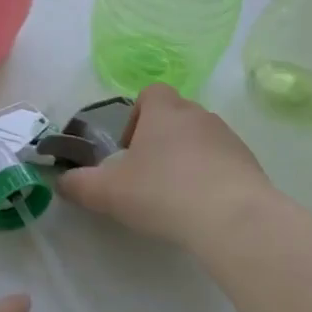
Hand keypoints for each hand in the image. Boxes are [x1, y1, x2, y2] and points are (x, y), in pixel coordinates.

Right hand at [57, 83, 270, 244]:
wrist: (232, 218)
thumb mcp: (109, 192)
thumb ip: (80, 185)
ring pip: (200, 139)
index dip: (136, 116)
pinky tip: (202, 208)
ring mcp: (228, 138)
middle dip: (160, 141)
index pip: (151, 93)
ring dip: (187, 159)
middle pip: (175, 116)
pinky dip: (211, 177)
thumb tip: (62, 181)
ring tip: (176, 196)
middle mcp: (198, 115)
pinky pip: (223, 162)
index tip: (128, 150)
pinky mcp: (249, 163)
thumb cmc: (163, 193)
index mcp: (164, 112)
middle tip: (147, 177)